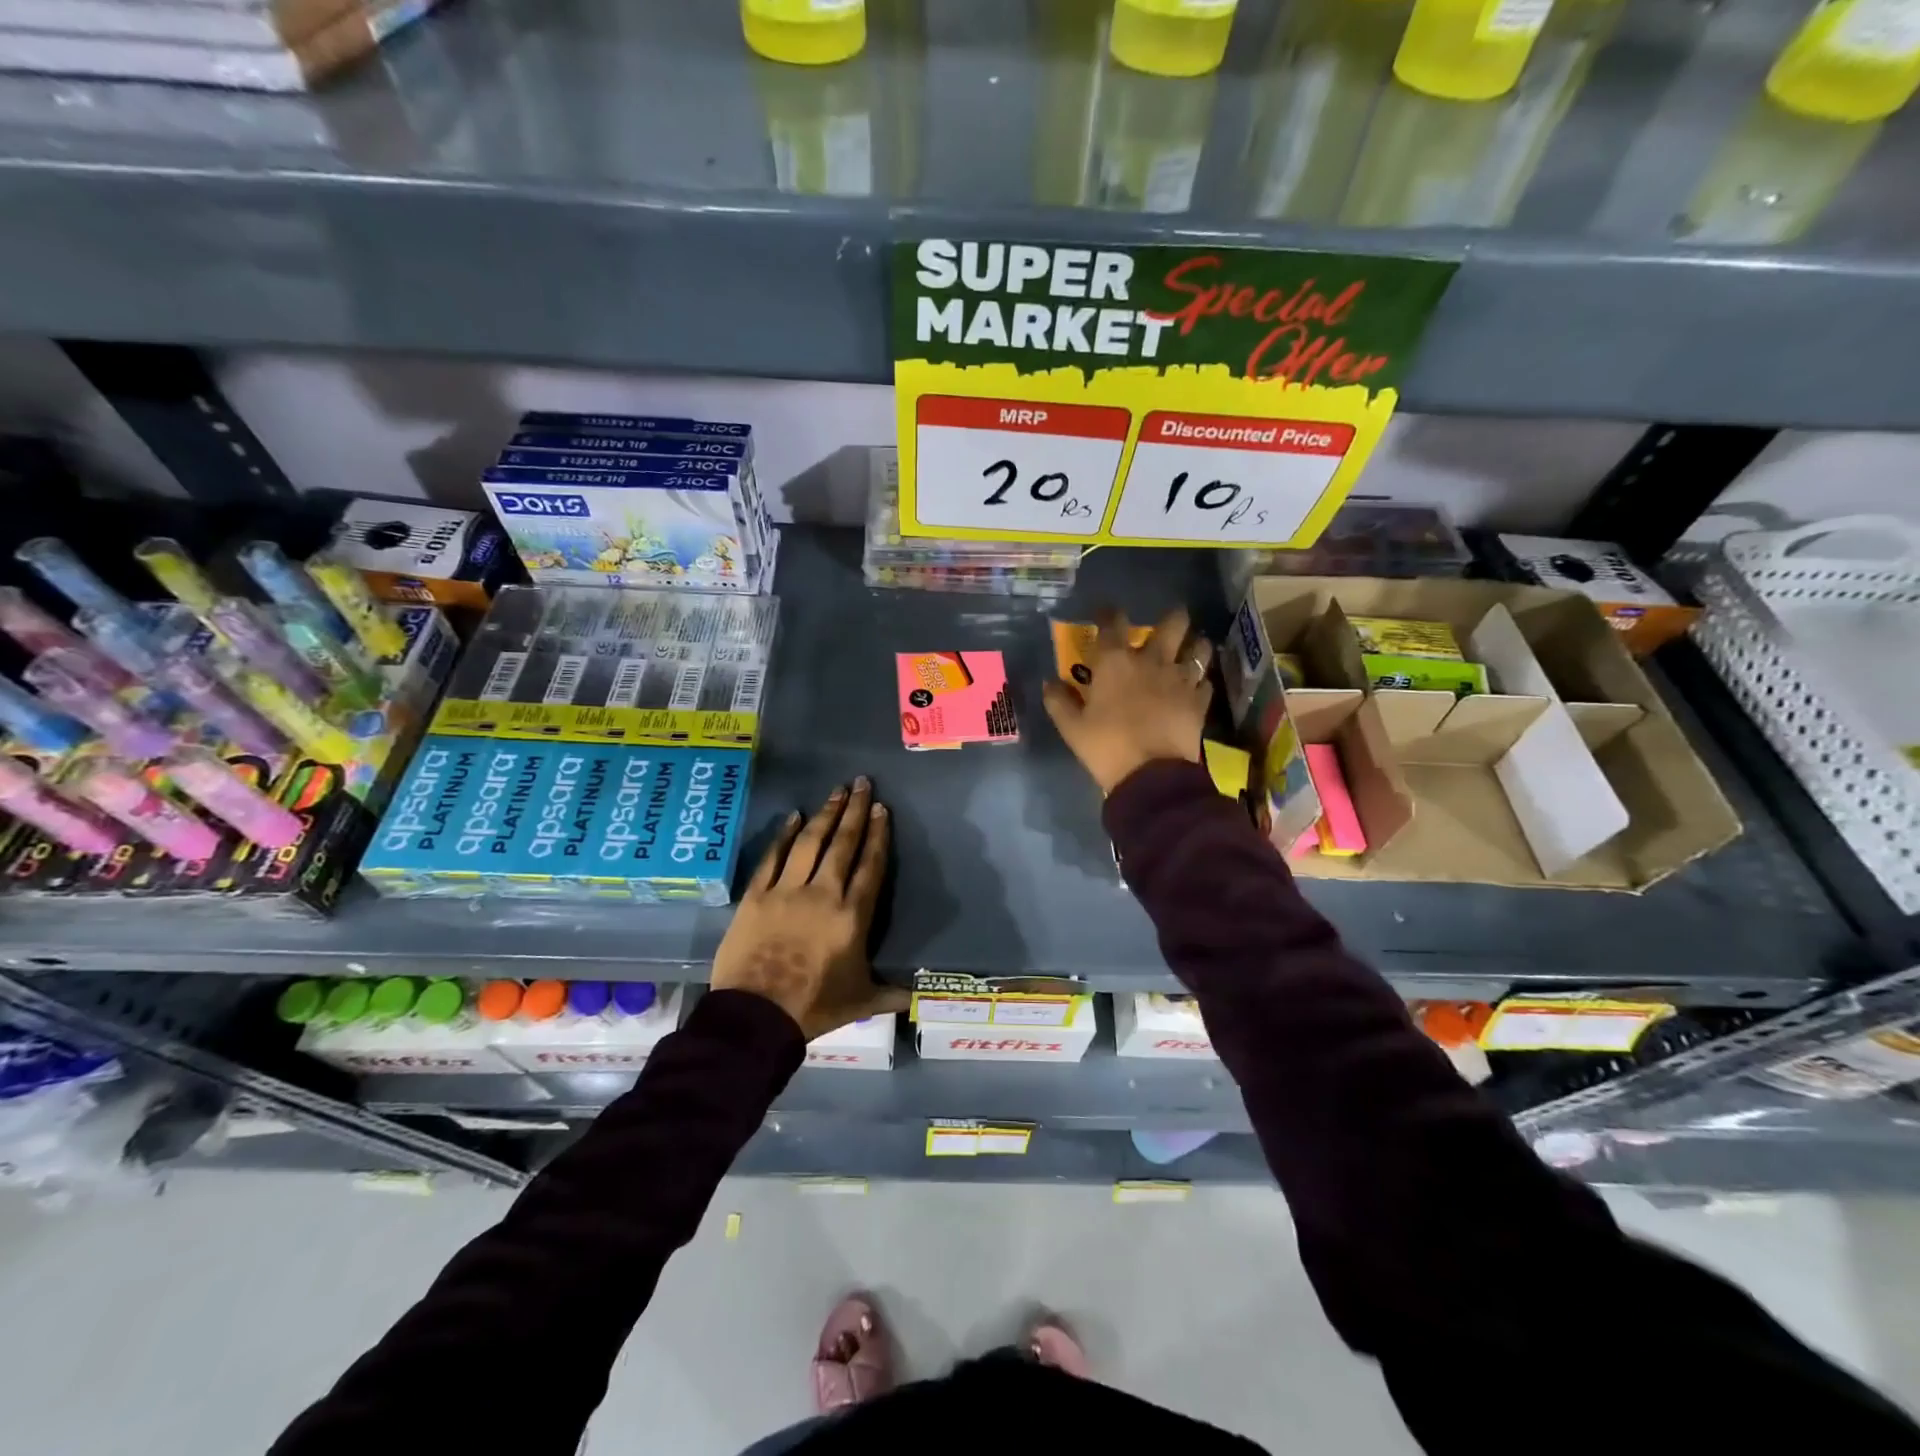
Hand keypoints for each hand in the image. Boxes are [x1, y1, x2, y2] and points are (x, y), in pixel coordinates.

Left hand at [710, 777, 909, 1040]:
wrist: (756, 1016)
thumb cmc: (814, 1007)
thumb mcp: (860, 1001)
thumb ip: (890, 993)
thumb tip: (918, 997)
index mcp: (852, 915)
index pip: (871, 866)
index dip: (878, 835)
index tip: (881, 809)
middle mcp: (822, 893)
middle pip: (843, 844)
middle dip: (854, 811)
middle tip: (862, 783)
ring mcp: (786, 891)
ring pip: (810, 843)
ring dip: (824, 815)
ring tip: (835, 791)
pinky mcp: (756, 896)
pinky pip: (772, 858)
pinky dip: (783, 835)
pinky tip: (793, 816)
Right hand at [1042, 607, 1212, 793]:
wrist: (1151, 775)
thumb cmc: (1106, 747)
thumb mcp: (1072, 728)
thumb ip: (1059, 701)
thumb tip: (1049, 683)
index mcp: (1116, 662)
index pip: (1113, 623)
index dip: (1109, 613)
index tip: (1107, 612)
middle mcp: (1152, 661)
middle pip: (1172, 623)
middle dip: (1172, 617)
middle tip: (1169, 622)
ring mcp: (1181, 679)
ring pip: (1198, 648)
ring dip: (1195, 644)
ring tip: (1191, 648)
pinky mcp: (1199, 701)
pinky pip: (1205, 682)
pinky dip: (1200, 681)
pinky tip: (1195, 687)